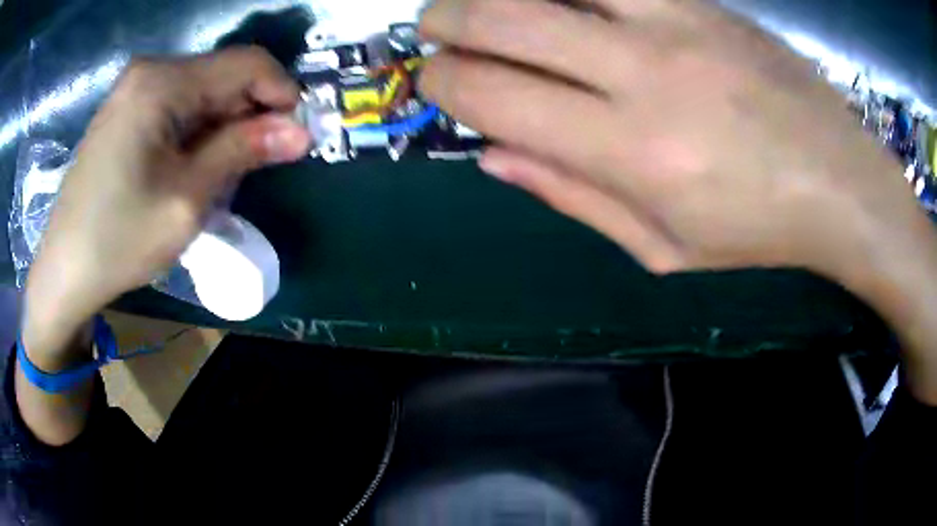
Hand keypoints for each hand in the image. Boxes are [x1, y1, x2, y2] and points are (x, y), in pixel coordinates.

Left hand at [24, 46, 311, 363]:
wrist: (64, 270)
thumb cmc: (120, 240)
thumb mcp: (187, 200)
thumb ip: (243, 152)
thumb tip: (301, 132)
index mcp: (162, 82)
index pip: (246, 63)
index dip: (281, 94)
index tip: (294, 137)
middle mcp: (149, 70)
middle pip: (222, 75)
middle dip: (248, 114)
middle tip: (253, 167)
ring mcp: (133, 88)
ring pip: (201, 91)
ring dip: (221, 127)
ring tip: (217, 176)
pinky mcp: (125, 108)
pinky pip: (177, 104)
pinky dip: (196, 130)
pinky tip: (189, 167)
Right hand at [419, 0, 936, 402]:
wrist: (840, 183)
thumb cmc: (757, 230)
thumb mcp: (662, 247)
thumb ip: (570, 196)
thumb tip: (492, 156)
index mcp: (630, 152)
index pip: (494, 98)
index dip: (444, 85)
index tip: (431, 82)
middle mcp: (643, 72)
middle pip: (506, 19)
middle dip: (446, 20)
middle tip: (431, 27)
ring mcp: (678, 22)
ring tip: (476, 1)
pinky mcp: (704, 1)